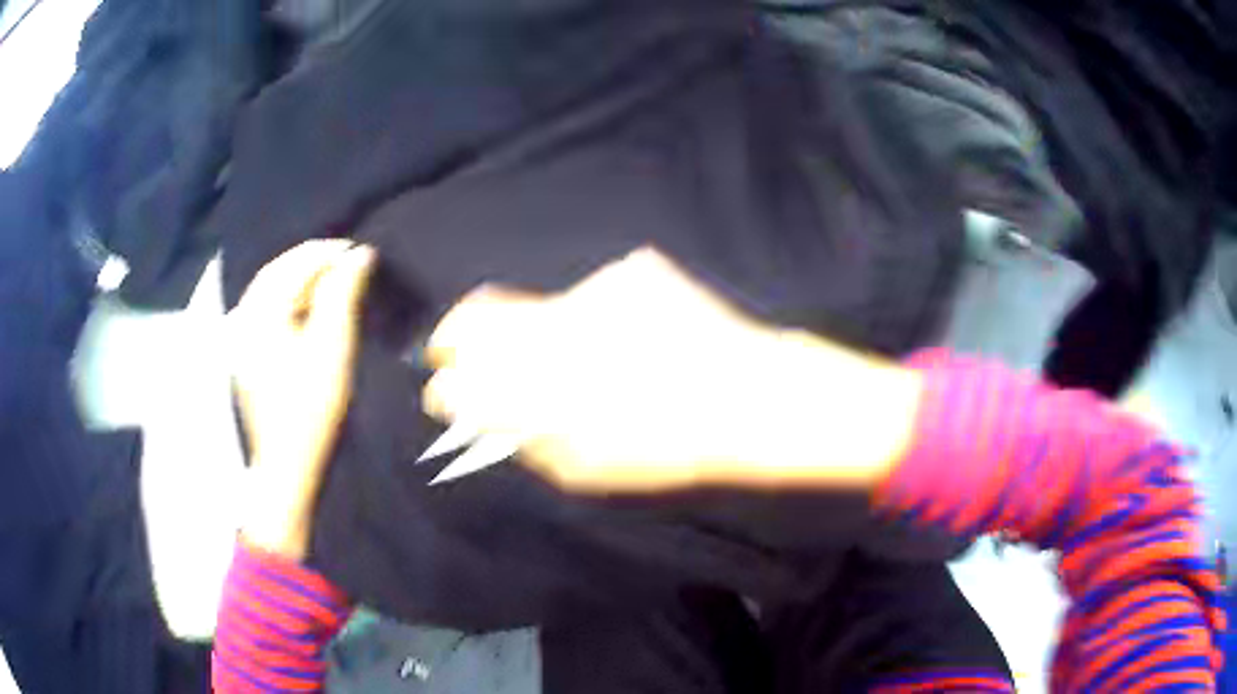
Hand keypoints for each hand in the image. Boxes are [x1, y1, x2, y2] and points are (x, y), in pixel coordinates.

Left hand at [229, 240, 375, 558]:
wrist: (287, 464)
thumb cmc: (310, 406)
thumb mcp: (332, 346)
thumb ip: (343, 294)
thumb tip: (360, 255)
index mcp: (260, 311)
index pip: (297, 263)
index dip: (332, 253)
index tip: (364, 253)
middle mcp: (244, 316)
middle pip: (279, 271)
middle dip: (315, 261)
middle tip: (350, 264)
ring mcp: (242, 338)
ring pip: (271, 290)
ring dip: (303, 279)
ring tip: (334, 281)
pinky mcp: (247, 356)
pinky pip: (267, 311)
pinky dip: (291, 300)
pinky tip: (310, 309)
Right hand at [423, 248, 917, 493]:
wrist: (752, 400)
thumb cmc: (665, 449)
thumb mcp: (578, 465)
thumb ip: (512, 430)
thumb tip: (466, 403)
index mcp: (537, 371)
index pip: (460, 345)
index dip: (445, 356)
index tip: (443, 368)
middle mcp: (554, 317)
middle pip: (486, 309)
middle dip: (475, 333)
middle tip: (494, 355)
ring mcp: (595, 287)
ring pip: (545, 302)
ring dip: (549, 328)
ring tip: (597, 359)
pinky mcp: (633, 270)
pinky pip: (597, 294)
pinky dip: (600, 315)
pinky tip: (636, 339)